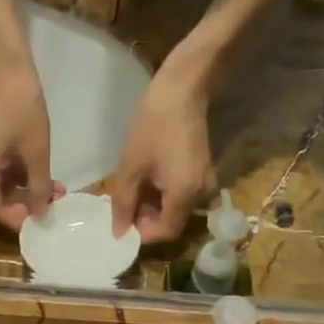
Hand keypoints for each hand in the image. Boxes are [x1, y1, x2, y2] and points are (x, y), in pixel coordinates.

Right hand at [0, 62, 63, 230]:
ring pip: (2, 188)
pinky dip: (21, 178)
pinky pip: (1, 174)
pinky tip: (44, 177)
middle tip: (55, 204)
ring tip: (56, 190)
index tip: (44, 222)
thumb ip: (38, 187)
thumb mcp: (36, 152)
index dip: (20, 220)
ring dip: (27, 192)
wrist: (7, 69)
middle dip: (27, 205)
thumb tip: (41, 214)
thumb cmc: (23, 108)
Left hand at [108, 57, 217, 243]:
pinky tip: (146, 177)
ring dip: (152, 205)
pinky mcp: (202, 172)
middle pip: (170, 222)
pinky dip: (162, 193)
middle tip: (122, 203)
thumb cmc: (153, 126)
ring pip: (174, 209)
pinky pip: (180, 194)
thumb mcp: (130, 167)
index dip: (141, 233)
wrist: (182, 89)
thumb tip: (118, 233)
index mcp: (185, 196)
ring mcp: (205, 183)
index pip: (164, 233)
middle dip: (145, 218)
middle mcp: (201, 195)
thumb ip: (122, 204)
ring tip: (131, 187)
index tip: (121, 221)